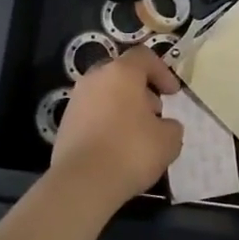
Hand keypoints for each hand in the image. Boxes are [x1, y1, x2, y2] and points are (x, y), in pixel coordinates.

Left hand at [50, 47, 184, 209]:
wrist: (82, 182)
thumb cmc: (131, 151)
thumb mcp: (168, 140)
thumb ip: (172, 126)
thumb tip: (165, 125)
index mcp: (121, 72)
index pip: (144, 57)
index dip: (163, 72)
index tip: (173, 94)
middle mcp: (95, 78)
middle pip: (122, 74)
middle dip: (142, 90)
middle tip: (156, 112)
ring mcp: (76, 100)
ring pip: (106, 94)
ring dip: (123, 107)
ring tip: (137, 133)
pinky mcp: (65, 123)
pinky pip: (93, 113)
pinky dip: (107, 122)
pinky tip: (116, 146)